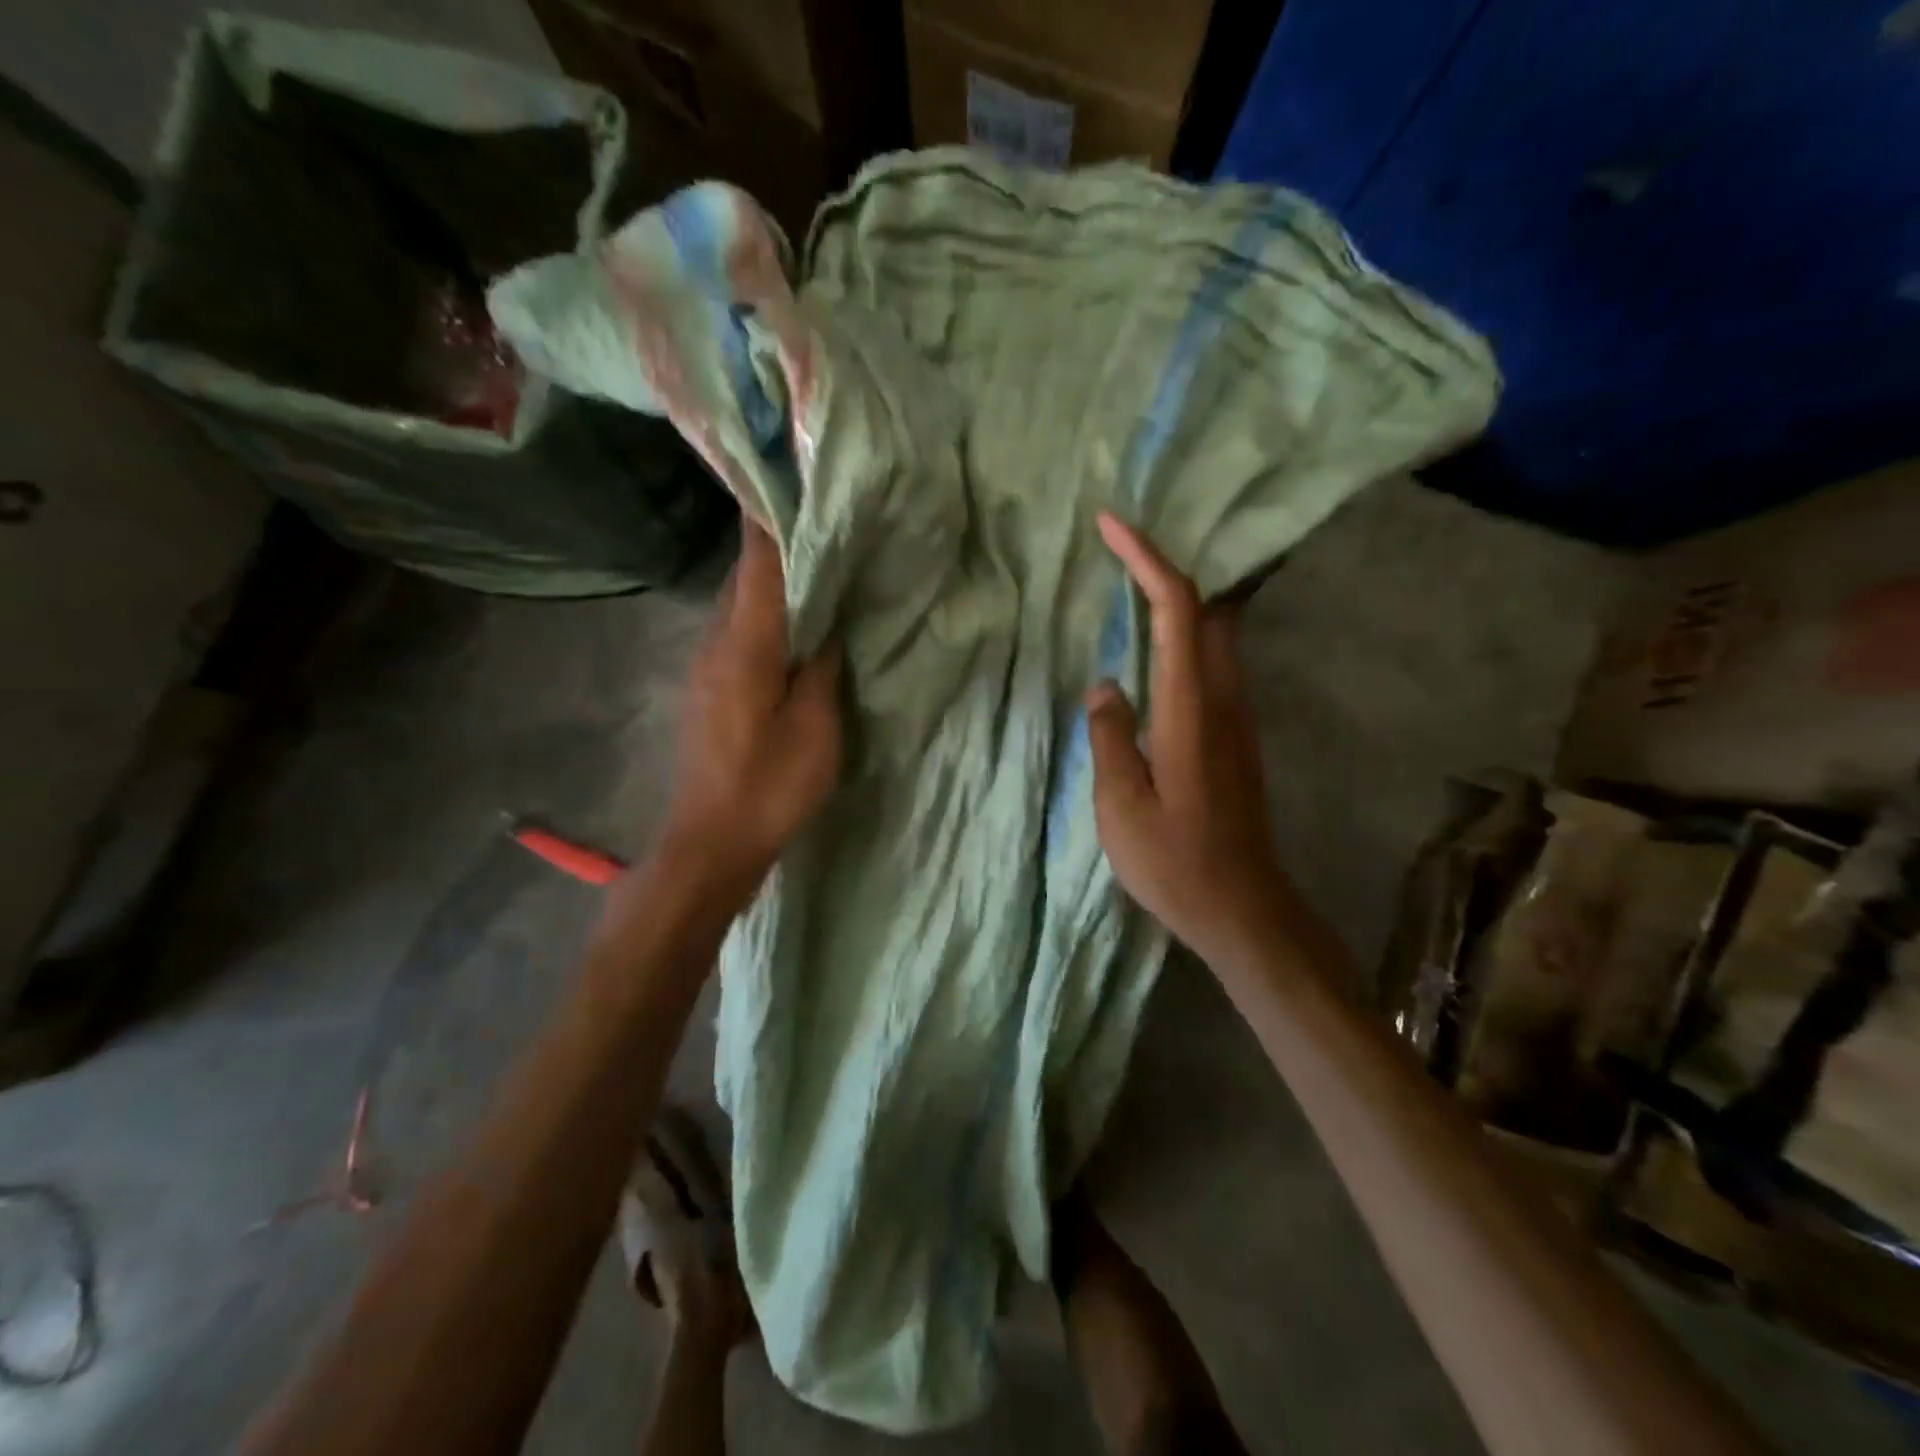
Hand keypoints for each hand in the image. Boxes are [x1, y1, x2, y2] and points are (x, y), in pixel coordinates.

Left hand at [657, 521, 841, 902]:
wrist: (710, 842)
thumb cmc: (769, 786)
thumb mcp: (815, 728)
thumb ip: (822, 667)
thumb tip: (827, 621)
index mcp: (745, 643)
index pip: (757, 560)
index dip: (773, 514)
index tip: (792, 473)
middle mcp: (718, 641)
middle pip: (747, 574)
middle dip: (780, 539)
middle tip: (826, 514)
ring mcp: (709, 665)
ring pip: (743, 602)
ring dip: (776, 578)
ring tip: (821, 558)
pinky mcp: (711, 688)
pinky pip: (742, 631)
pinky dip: (769, 612)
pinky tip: (799, 620)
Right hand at [1086, 513, 1292, 968]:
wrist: (1243, 908)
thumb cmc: (1175, 862)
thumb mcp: (1121, 806)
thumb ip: (1111, 737)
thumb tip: (1106, 686)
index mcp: (1191, 709)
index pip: (1177, 611)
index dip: (1146, 560)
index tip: (1112, 526)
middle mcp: (1224, 700)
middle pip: (1208, 609)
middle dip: (1167, 567)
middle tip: (1120, 550)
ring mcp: (1237, 717)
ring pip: (1215, 634)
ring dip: (1177, 600)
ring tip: (1129, 586)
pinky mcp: (1236, 736)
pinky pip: (1212, 663)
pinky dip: (1183, 635)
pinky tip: (1152, 650)